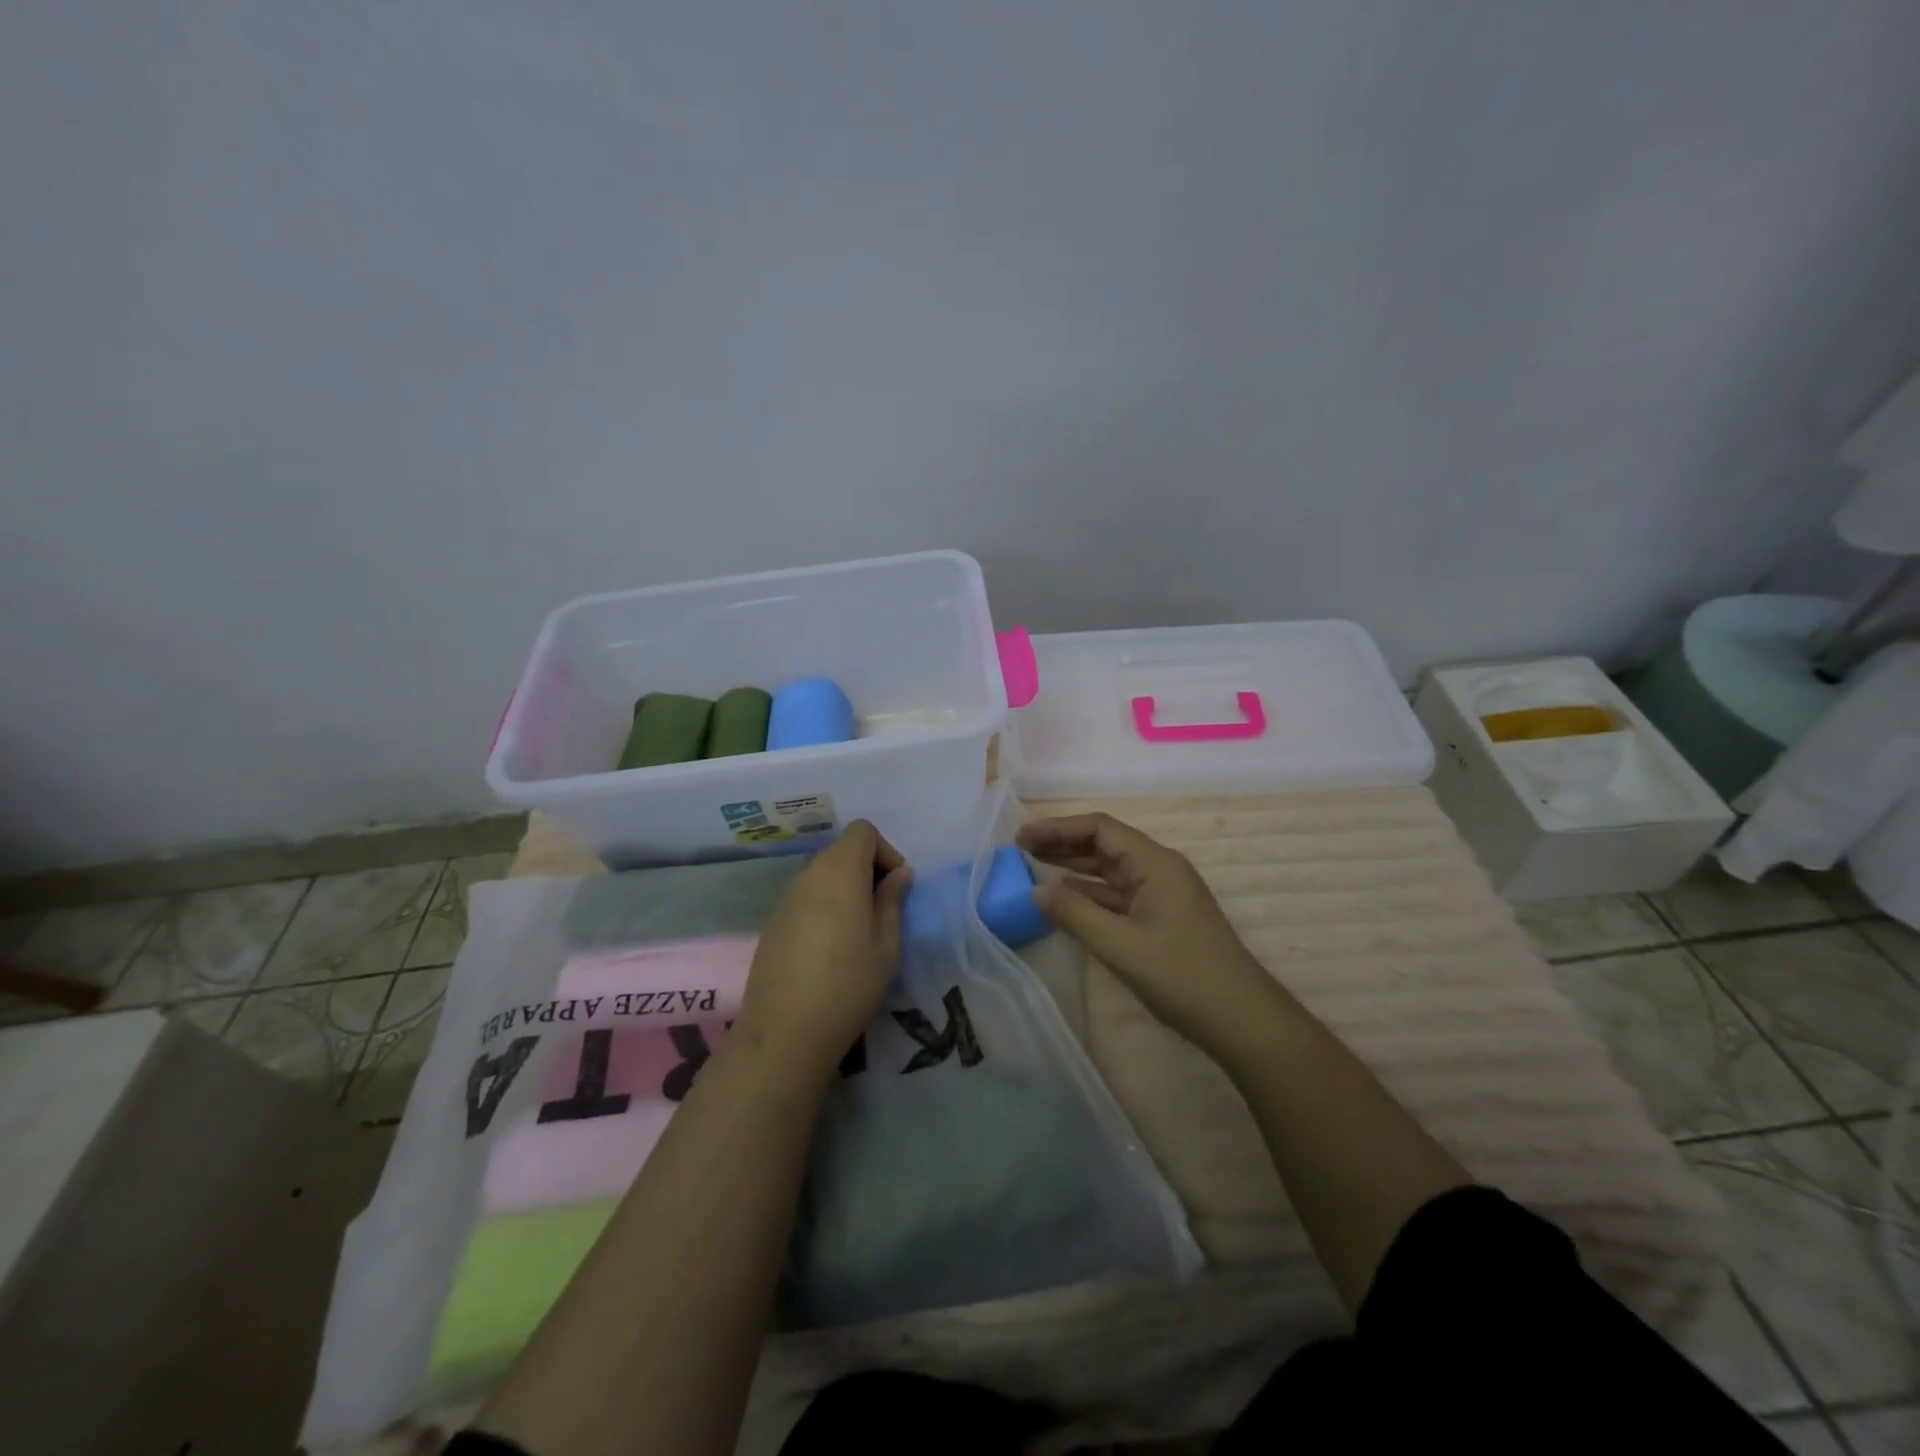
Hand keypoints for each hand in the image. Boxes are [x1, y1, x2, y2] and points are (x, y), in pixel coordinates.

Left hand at [735, 820, 911, 1076]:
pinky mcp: (772, 921)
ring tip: (858, 931)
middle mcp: (808, 875)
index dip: (884, 850)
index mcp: (839, 873)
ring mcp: (785, 898)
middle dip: (867, 869)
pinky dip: (824, 905)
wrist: (785, 1032)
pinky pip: (805, 896)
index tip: (895, 887)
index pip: (862, 831)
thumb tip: (899, 873)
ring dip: (845, 888)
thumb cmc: (848, 985)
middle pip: (841, 850)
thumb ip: (892, 900)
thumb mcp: (886, 945)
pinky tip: (829, 947)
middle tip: (882, 910)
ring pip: (822, 873)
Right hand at [1017, 812, 1290, 1054]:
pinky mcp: (1161, 919)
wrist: (1241, 1020)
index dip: (1059, 828)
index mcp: (1155, 863)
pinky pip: (1118, 895)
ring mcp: (1162, 895)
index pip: (1100, 829)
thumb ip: (1075, 914)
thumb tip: (1037, 891)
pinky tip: (1065, 898)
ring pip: (1110, 871)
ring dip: (1074, 867)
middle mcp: (1159, 870)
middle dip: (1063, 844)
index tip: (1022, 836)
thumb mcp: (1120, 945)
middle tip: (1021, 848)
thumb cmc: (1181, 975)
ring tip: (1034, 866)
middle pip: (1105, 845)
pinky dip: (1090, 893)